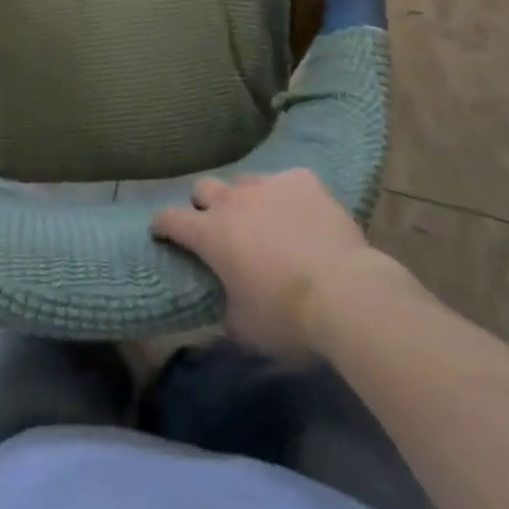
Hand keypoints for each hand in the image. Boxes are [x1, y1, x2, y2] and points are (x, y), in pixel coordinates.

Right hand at [151, 169, 410, 356]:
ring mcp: (269, 185)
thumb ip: (226, 310)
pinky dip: (289, 197)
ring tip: (266, 222)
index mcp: (210, 234)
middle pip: (204, 187)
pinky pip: (287, 182)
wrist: (346, 293)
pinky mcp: (303, 180)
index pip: (169, 218)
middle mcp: (233, 201)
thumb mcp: (246, 329)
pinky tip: (304, 216)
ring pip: (246, 182)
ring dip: (248, 200)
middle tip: (219, 227)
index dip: (162, 225)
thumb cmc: (288, 317)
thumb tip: (224, 306)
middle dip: (205, 204)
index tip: (162, 232)